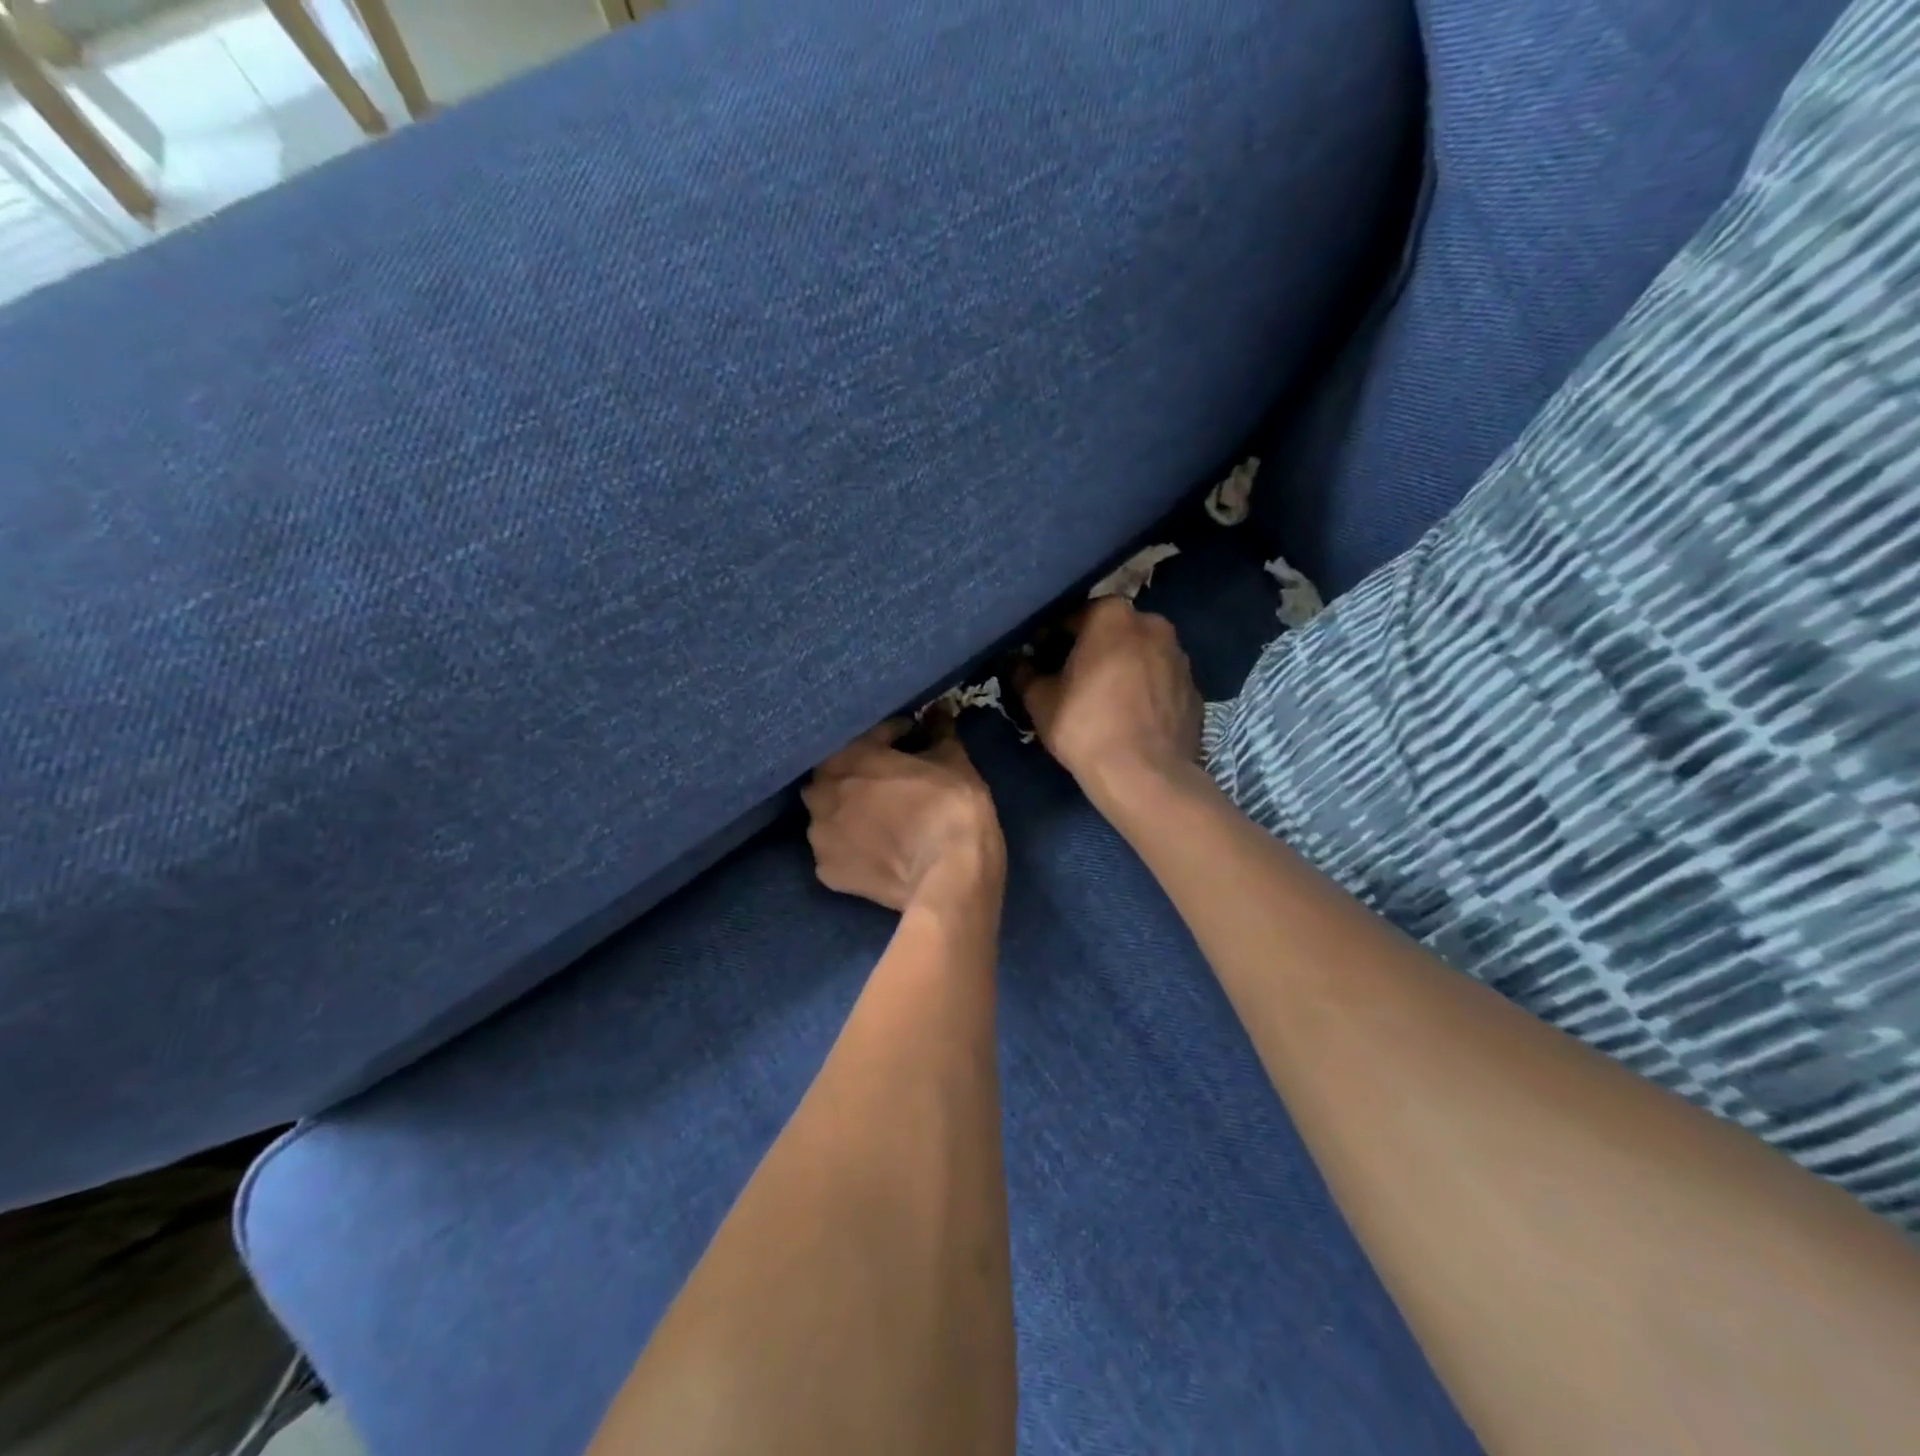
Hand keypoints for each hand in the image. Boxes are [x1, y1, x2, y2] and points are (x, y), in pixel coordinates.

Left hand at [803, 719, 1004, 913]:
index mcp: (850, 755)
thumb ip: (939, 733)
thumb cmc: (951, 807)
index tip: (913, 738)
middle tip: (888, 779)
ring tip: (877, 818)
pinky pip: (836, 849)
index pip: (871, 733)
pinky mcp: (827, 872)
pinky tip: (874, 850)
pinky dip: (850, 846)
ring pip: (828, 813)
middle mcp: (823, 791)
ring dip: (847, 810)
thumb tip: (939, 712)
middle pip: (837, 772)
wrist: (949, 875)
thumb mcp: (953, 760)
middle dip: (859, 771)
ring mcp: (820, 835)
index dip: (894, 734)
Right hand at [1018, 598, 1202, 805]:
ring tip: (1100, 699)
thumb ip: (1024, 672)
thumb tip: (1016, 662)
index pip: (1069, 617)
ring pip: (1137, 654)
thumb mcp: (1040, 700)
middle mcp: (1152, 624)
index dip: (1048, 639)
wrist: (1146, 776)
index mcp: (1112, 615)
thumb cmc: (1086, 727)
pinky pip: (1158, 680)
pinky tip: (1128, 716)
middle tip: (1068, 680)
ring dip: (1118, 667)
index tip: (1038, 661)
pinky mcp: (1194, 688)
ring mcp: (1179, 656)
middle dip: (1088, 649)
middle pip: (1109, 632)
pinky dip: (1143, 689)